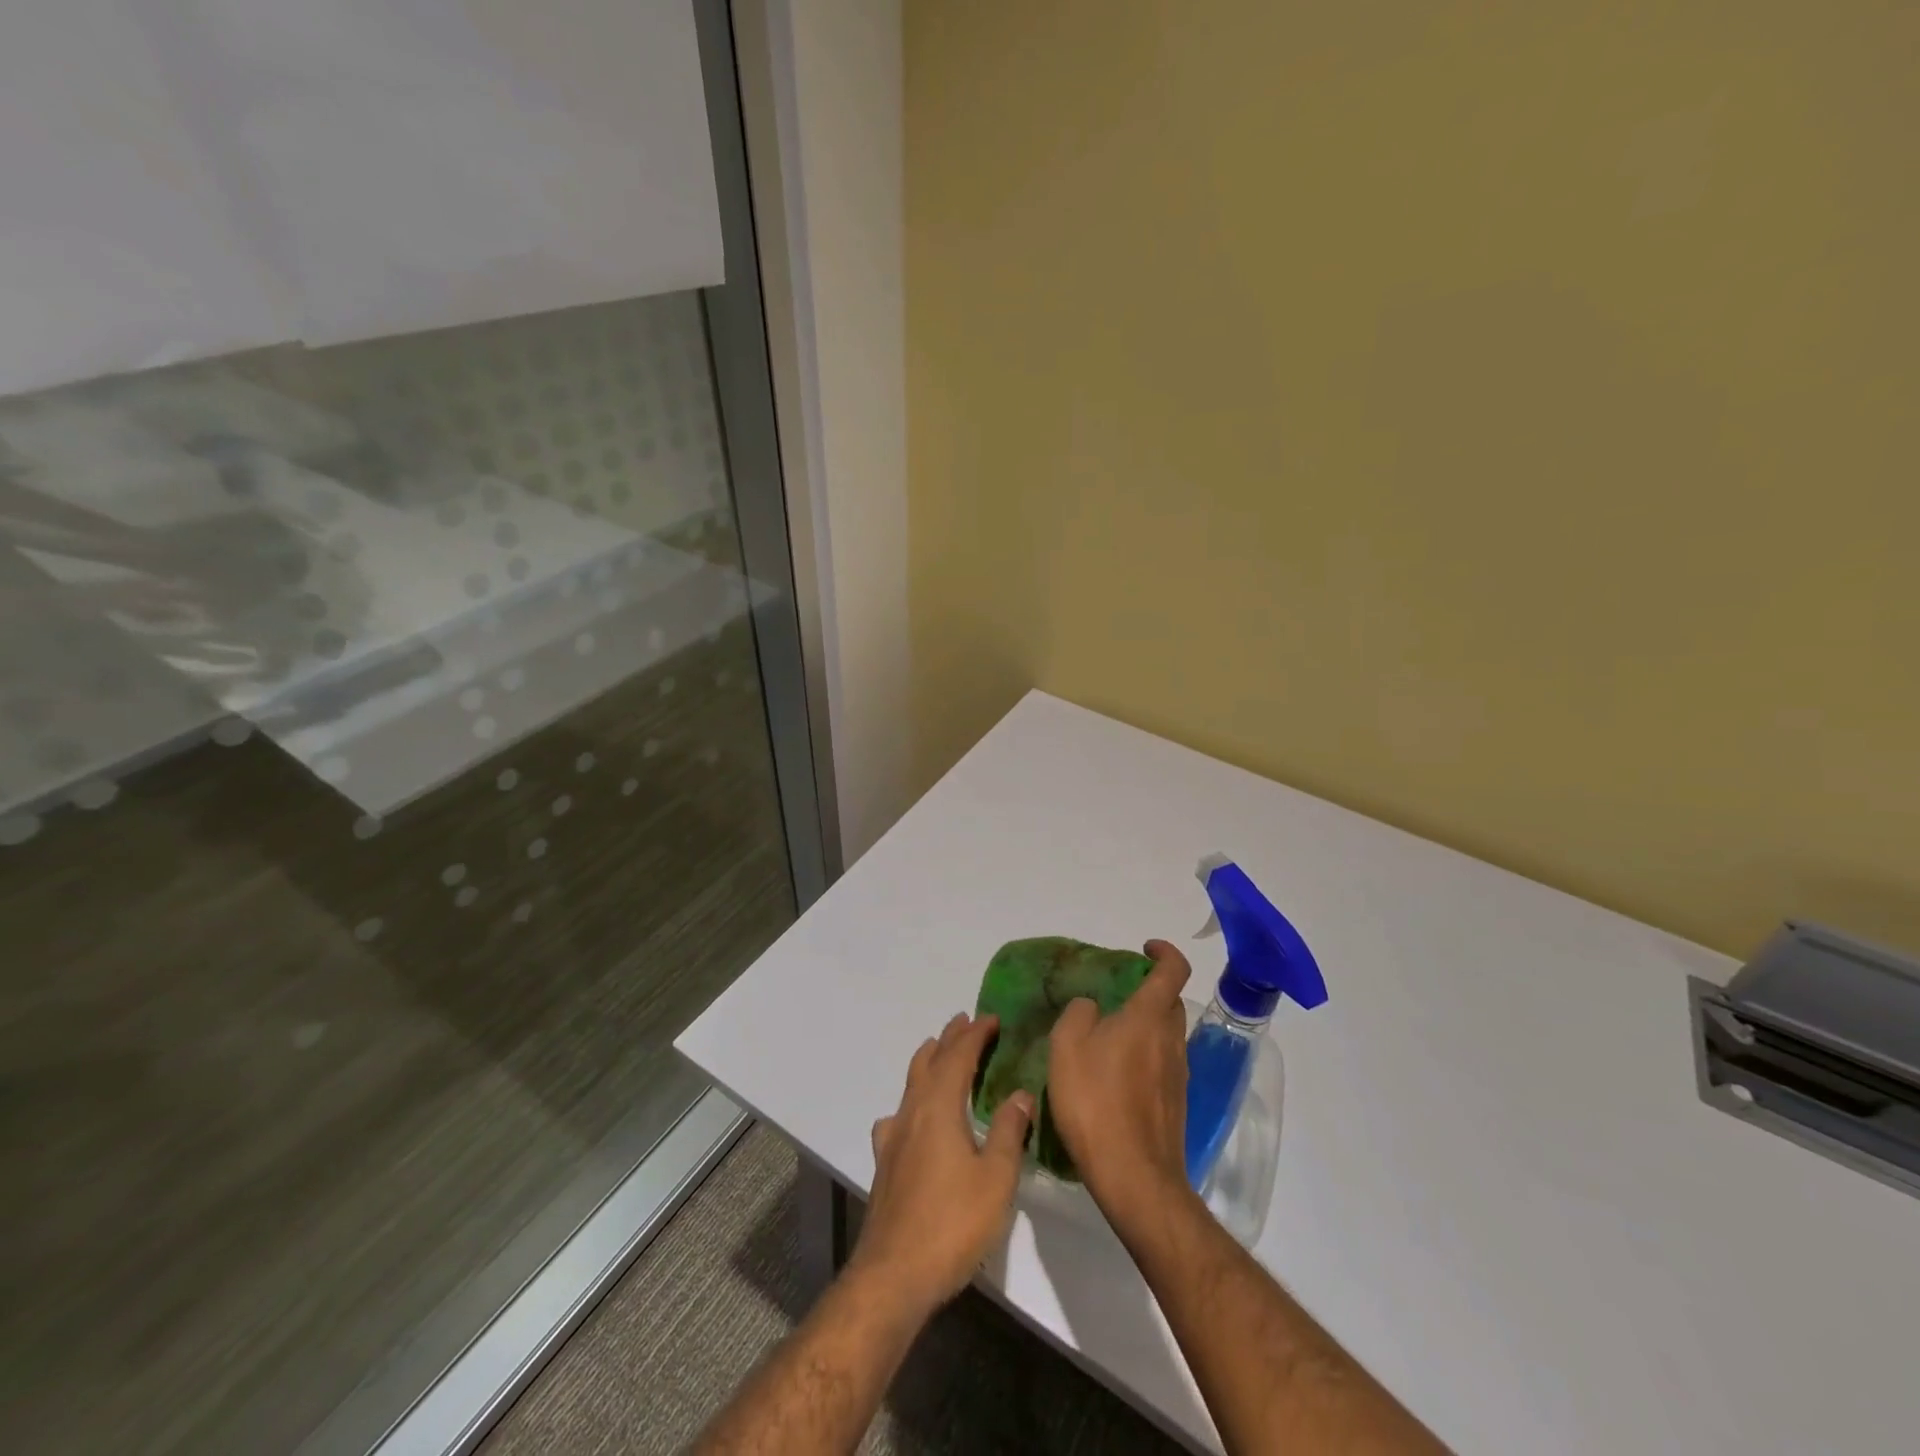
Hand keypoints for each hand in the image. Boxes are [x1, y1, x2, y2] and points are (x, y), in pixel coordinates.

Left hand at [852, 1012, 1033, 1314]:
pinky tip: (912, 1118)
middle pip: (930, 1062)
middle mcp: (912, 1112)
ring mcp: (894, 1137)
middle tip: (964, 1021)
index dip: (975, 1034)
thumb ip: (1009, 1131)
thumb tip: (1021, 1093)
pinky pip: (898, 1115)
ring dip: (928, 1062)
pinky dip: (911, 1100)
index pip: (958, 1056)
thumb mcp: (996, 1178)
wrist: (894, 1274)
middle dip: (949, 1039)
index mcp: (940, 1107)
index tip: (992, 1018)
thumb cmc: (952, 1224)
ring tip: (939, 1051)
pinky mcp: (885, 1162)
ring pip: (910, 1084)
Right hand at [1047, 940, 1193, 1217]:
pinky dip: (1143, 1058)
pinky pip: (1162, 1065)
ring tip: (1107, 1039)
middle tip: (1115, 997)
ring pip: (1166, 1036)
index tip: (1144, 948)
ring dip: (1145, 1027)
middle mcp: (1172, 1040)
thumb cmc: (1096, 1102)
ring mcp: (1179, 1075)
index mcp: (1149, 1017)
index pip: (1173, 970)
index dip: (1164, 952)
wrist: (1133, 1177)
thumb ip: (1079, 1014)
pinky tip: (1113, 1079)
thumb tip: (1093, 1008)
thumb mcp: (1067, 1046)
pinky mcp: (1175, 1105)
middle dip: (1149, 991)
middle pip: (1170, 1003)